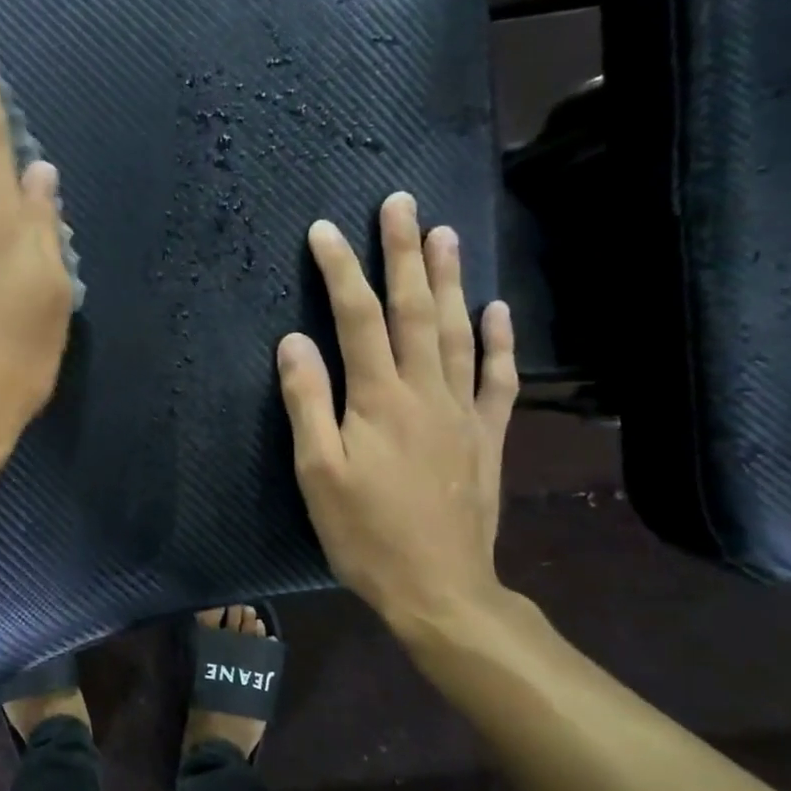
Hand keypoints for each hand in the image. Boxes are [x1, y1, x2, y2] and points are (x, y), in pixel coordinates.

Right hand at [277, 193, 518, 636]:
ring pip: (458, 331)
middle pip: (415, 310)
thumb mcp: (317, 474)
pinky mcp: (486, 436)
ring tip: (445, 234)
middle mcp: (425, 392)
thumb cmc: (365, 534)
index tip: (323, 230)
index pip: (357, 318)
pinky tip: (496, 310)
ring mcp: (463, 411)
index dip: (339, 271)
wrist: (440, 587)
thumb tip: (293, 341)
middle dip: (404, 253)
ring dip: (450, 280)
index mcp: (378, 399)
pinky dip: (498, 340)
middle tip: (400, 202)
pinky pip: (496, 378)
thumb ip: (307, 403)